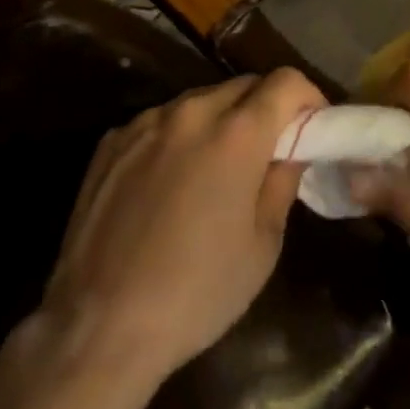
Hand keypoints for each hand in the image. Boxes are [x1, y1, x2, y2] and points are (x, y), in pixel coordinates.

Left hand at [40, 69, 324, 385]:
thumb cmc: (196, 293)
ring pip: (199, 101)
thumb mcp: (263, 246)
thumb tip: (290, 150)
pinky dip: (177, 138)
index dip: (306, 97)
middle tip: (268, 150)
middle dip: (264, 107)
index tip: (311, 125)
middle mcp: (192, 111)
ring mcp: (146, 121)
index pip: (285, 81)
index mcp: (237, 133)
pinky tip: (167, 185)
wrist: (98, 327)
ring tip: (214, 169)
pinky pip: (160, 122)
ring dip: (219, 121)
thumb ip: (282, 182)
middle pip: (243, 85)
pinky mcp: (112, 139)